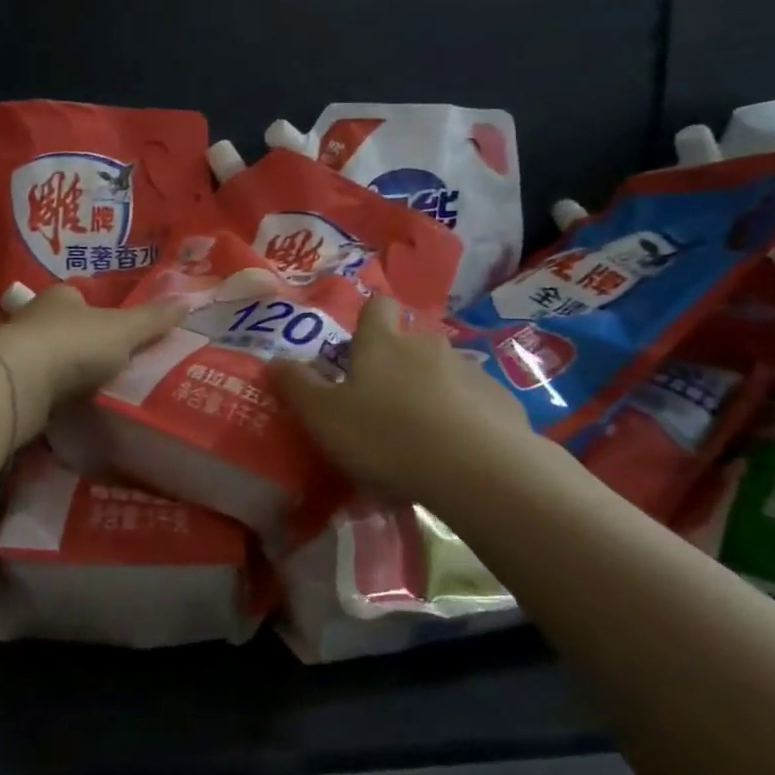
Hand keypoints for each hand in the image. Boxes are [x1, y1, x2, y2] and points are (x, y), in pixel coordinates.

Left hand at [0, 285, 186, 439]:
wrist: (18, 383)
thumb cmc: (74, 344)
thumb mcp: (124, 330)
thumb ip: (153, 319)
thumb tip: (188, 300)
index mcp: (61, 297)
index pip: (80, 296)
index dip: (98, 309)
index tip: (116, 329)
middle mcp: (33, 317)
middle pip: (62, 326)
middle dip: (81, 342)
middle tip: (109, 363)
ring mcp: (15, 351)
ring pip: (46, 357)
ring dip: (63, 371)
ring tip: (92, 391)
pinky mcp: (7, 384)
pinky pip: (35, 387)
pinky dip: (50, 396)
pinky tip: (66, 409)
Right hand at [272, 295, 533, 503]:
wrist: (475, 468)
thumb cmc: (385, 436)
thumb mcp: (323, 417)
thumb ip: (296, 387)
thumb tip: (274, 361)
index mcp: (382, 343)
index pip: (377, 306)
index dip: (369, 317)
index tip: (359, 342)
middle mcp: (427, 345)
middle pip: (411, 340)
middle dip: (398, 362)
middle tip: (382, 400)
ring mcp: (469, 370)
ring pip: (443, 372)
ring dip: (431, 391)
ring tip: (420, 432)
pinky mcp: (500, 400)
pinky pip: (474, 401)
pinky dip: (463, 416)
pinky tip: (456, 450)